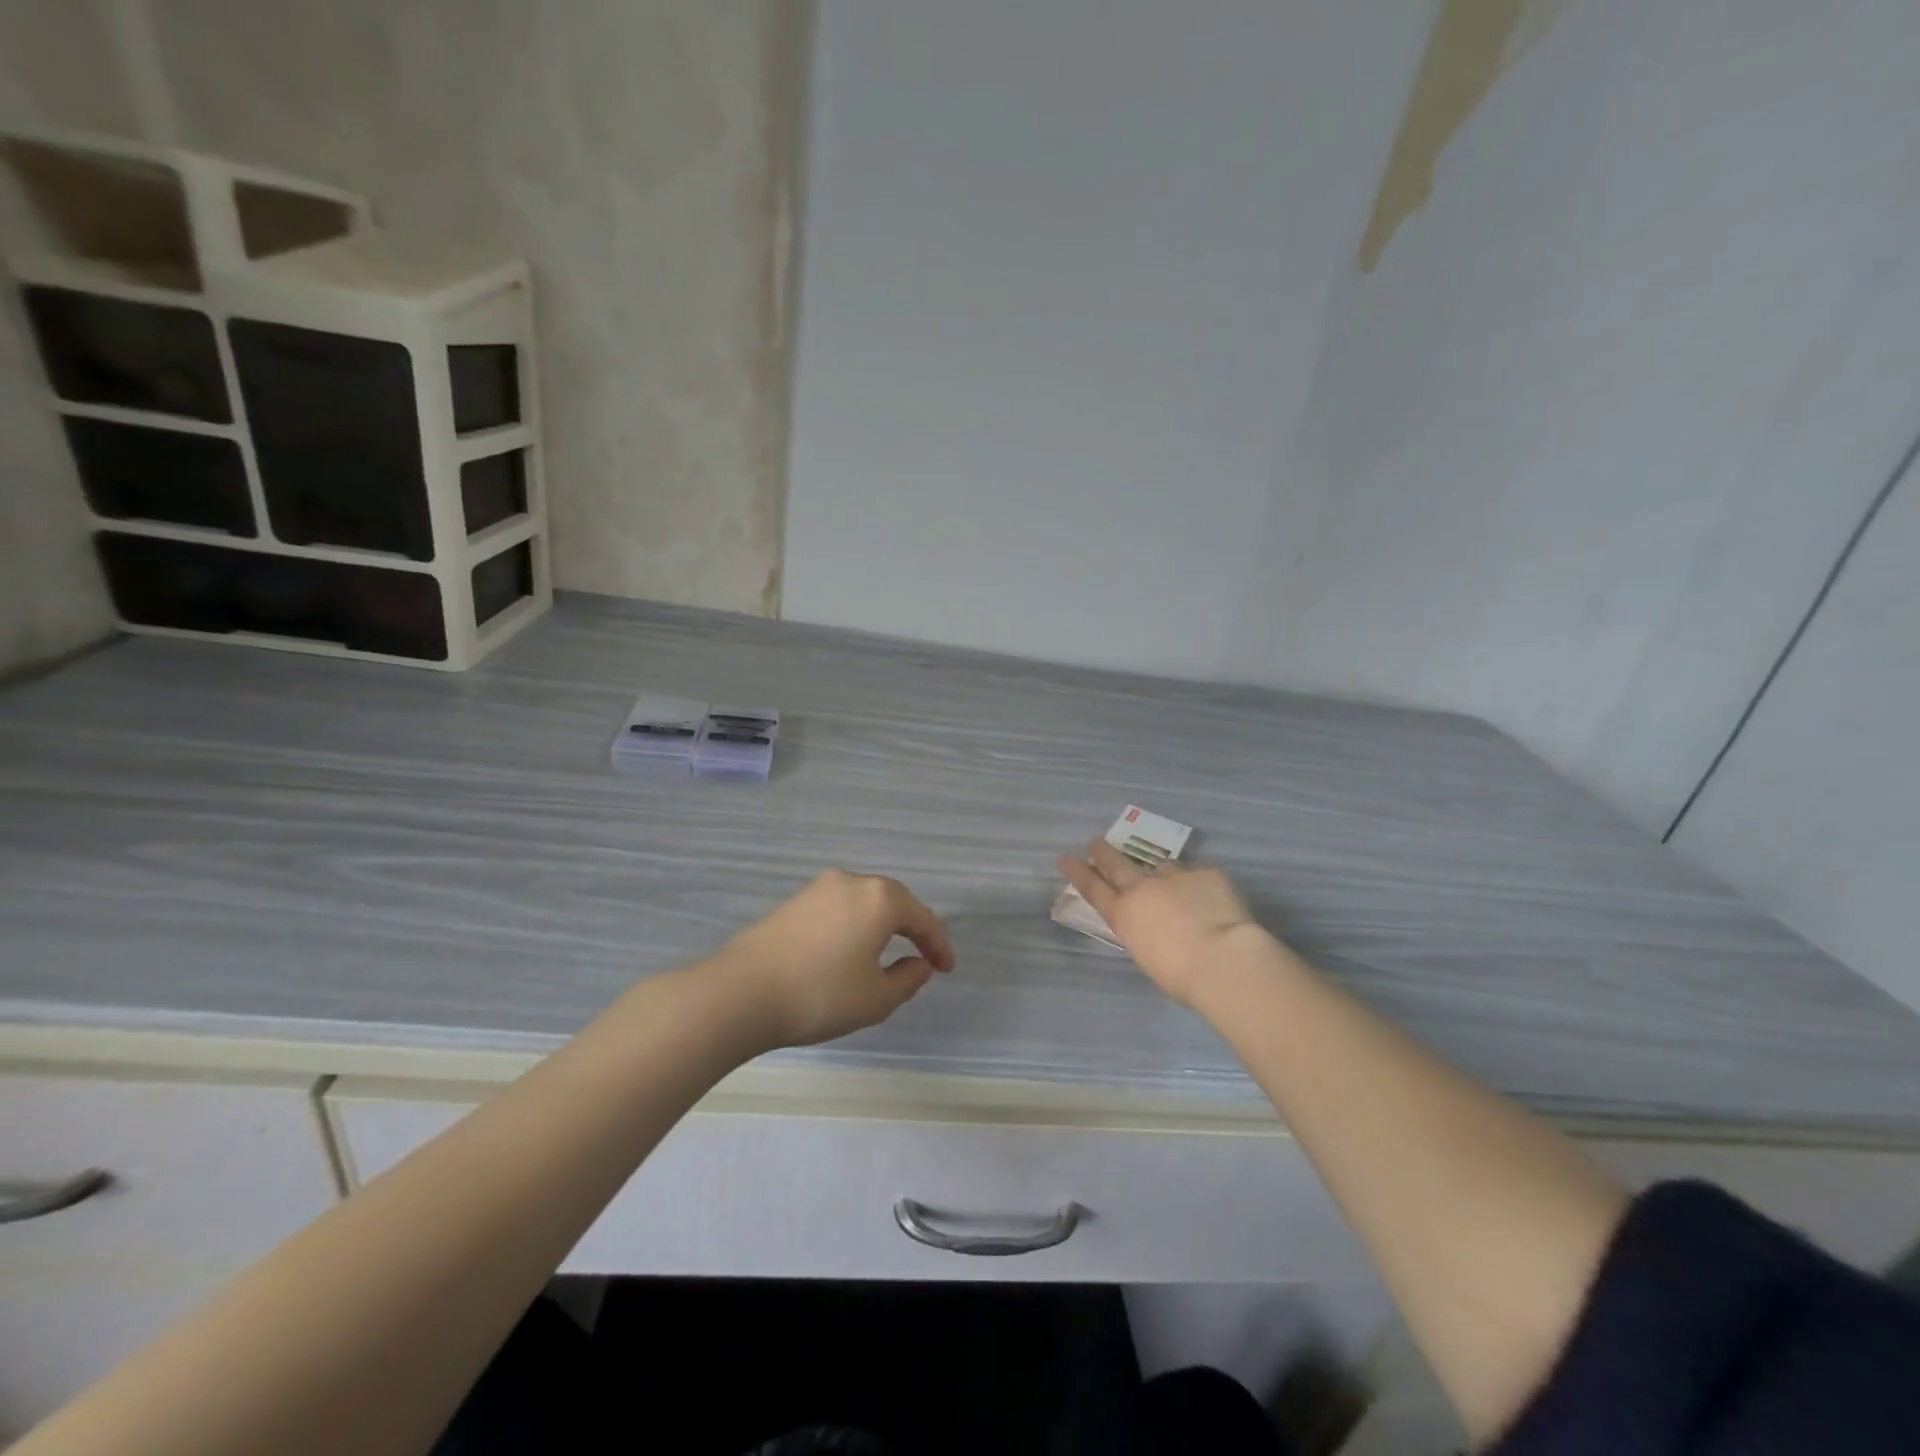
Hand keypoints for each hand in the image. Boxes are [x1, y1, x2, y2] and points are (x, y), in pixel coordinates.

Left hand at [715, 869, 955, 1047]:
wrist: (740, 993)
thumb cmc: (820, 995)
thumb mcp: (876, 999)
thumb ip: (908, 980)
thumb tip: (918, 964)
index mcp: (880, 898)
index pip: (922, 919)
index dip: (939, 945)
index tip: (946, 970)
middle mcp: (852, 882)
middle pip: (894, 902)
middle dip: (912, 928)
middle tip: (922, 958)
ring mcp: (819, 888)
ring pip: (864, 903)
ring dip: (881, 926)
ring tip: (886, 955)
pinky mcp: (793, 902)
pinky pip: (838, 909)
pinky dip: (854, 926)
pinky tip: (848, 951)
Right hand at [1056, 839, 1270, 1006]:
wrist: (1223, 959)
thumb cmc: (1181, 976)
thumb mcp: (1149, 956)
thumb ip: (1145, 932)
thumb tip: (1155, 923)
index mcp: (1124, 916)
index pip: (1093, 889)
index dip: (1078, 873)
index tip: (1065, 858)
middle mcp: (1143, 889)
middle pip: (1116, 864)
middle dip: (1103, 853)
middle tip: (1095, 842)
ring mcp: (1174, 876)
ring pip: (1163, 868)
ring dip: (1164, 875)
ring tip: (1176, 889)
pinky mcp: (1206, 872)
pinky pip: (1199, 875)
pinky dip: (1201, 886)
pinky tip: (1212, 901)